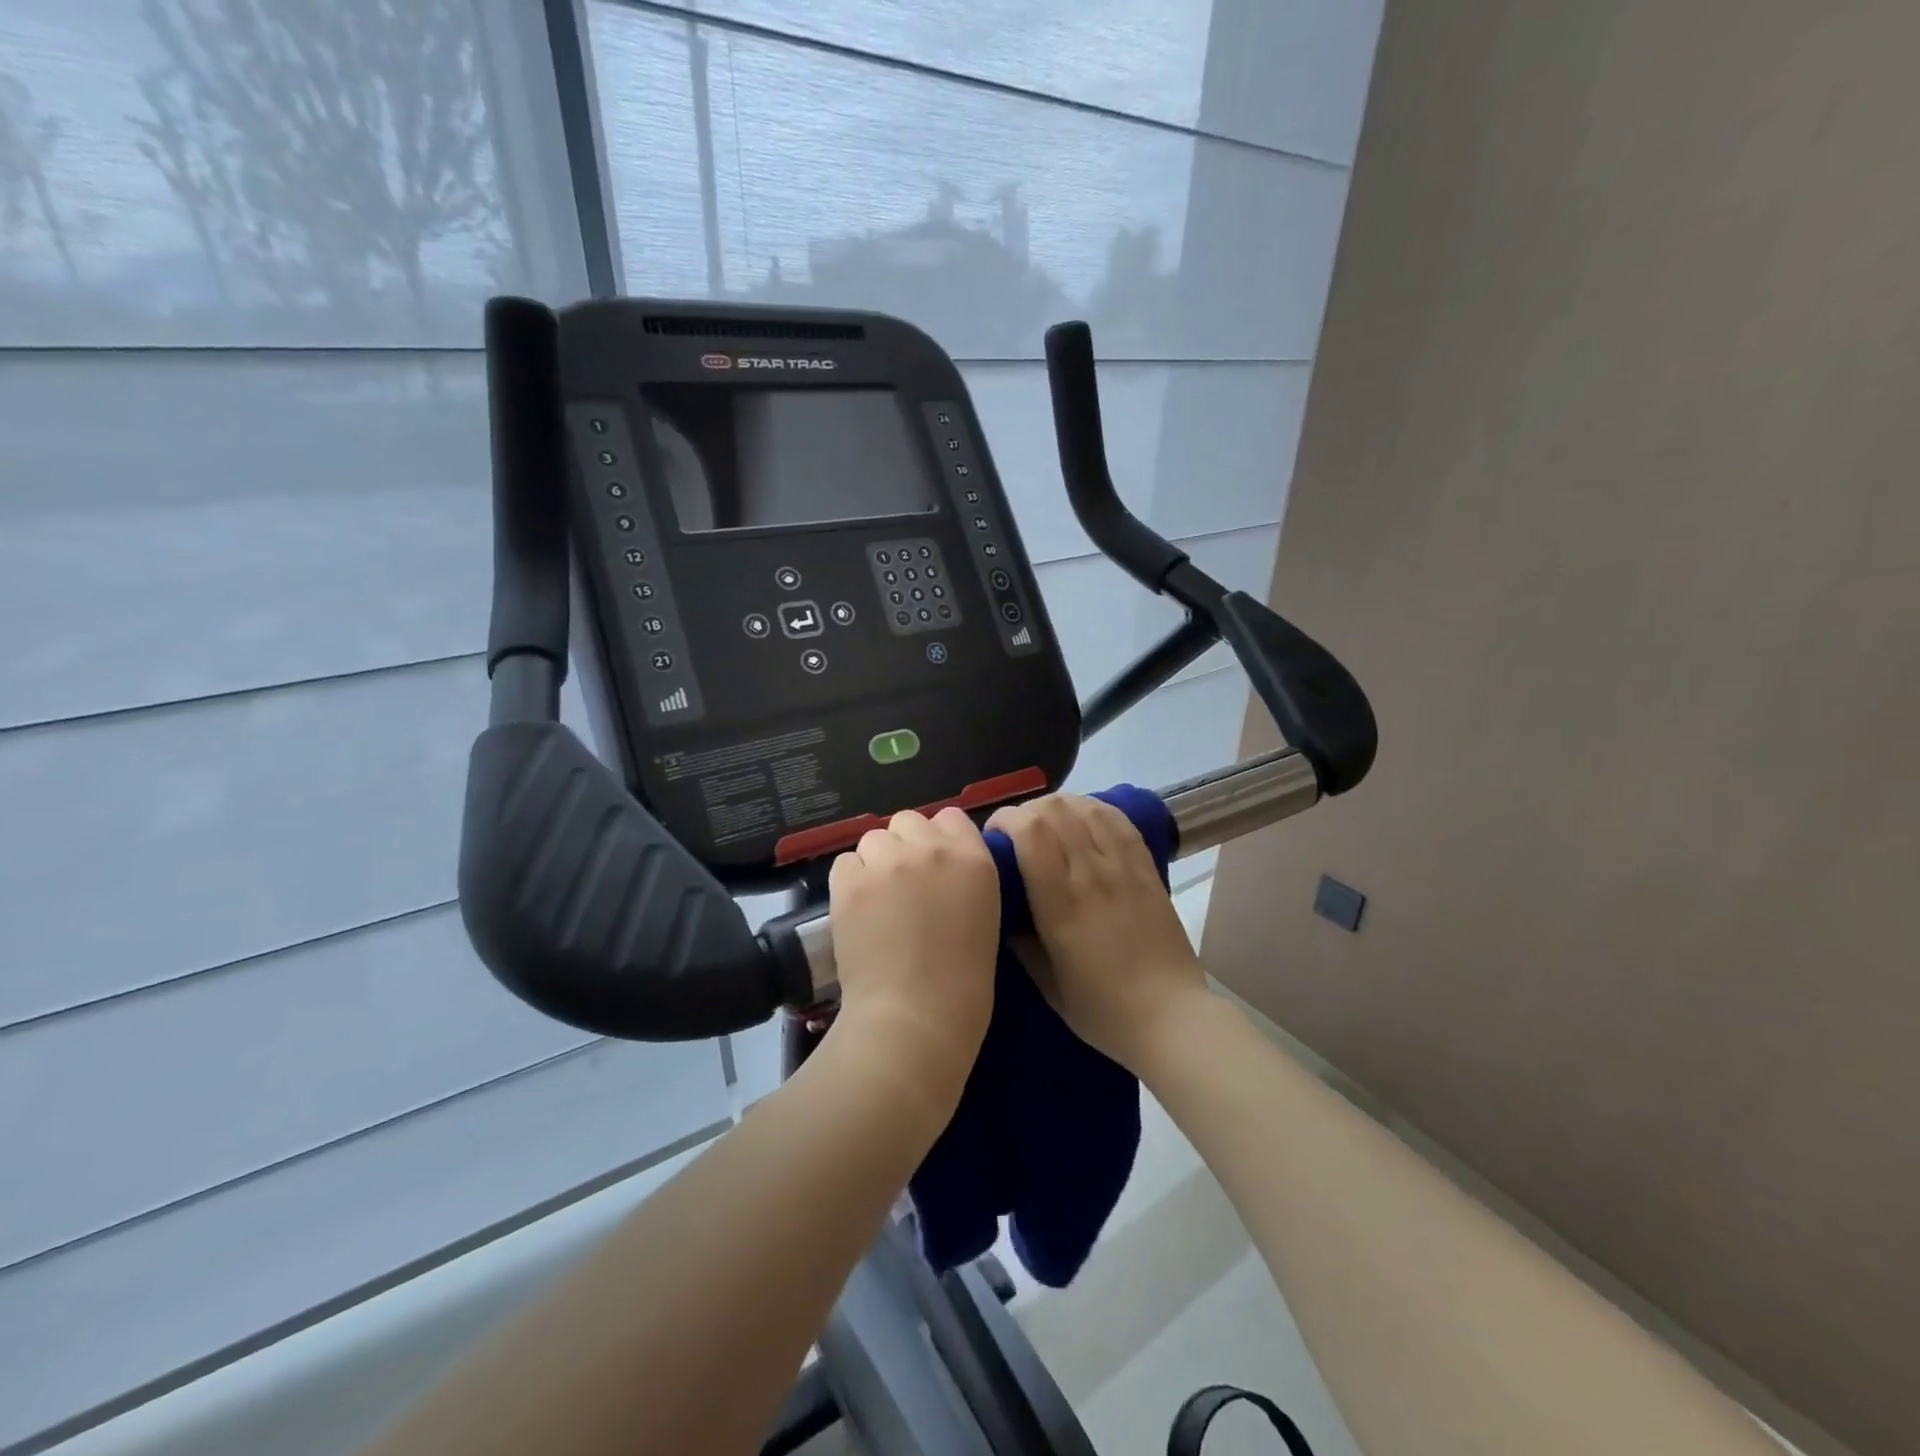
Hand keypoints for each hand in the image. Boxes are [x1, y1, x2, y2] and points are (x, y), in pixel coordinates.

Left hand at [826, 807, 1000, 1112]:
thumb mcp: (983, 916)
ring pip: (873, 839)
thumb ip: (964, 878)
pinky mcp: (849, 882)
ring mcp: (887, 862)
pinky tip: (858, 910)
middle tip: (904, 884)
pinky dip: (850, 880)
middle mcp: (930, 849)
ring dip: (875, 861)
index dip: (939, 839)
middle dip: (905, 846)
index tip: (935, 865)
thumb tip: (939, 869)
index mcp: (973, 859)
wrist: (915, 1017)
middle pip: (908, 821)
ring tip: (877, 900)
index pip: (951, 817)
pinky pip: (845, 862)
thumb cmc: (962, 983)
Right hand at [987, 794, 1207, 1072]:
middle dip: (1027, 810)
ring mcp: (1123, 868)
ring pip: (1086, 809)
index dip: (1006, 819)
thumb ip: (1020, 942)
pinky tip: (1083, 817)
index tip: (993, 834)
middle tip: (1016, 831)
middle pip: (1055, 810)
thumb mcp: (1047, 985)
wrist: (1171, 1017)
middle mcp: (1092, 875)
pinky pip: (1119, 820)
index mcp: (1061, 904)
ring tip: (1048, 822)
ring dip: (1059, 806)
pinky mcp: (1147, 868)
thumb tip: (1001, 908)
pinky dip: (1094, 808)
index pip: (1030, 833)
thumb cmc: (1103, 1010)